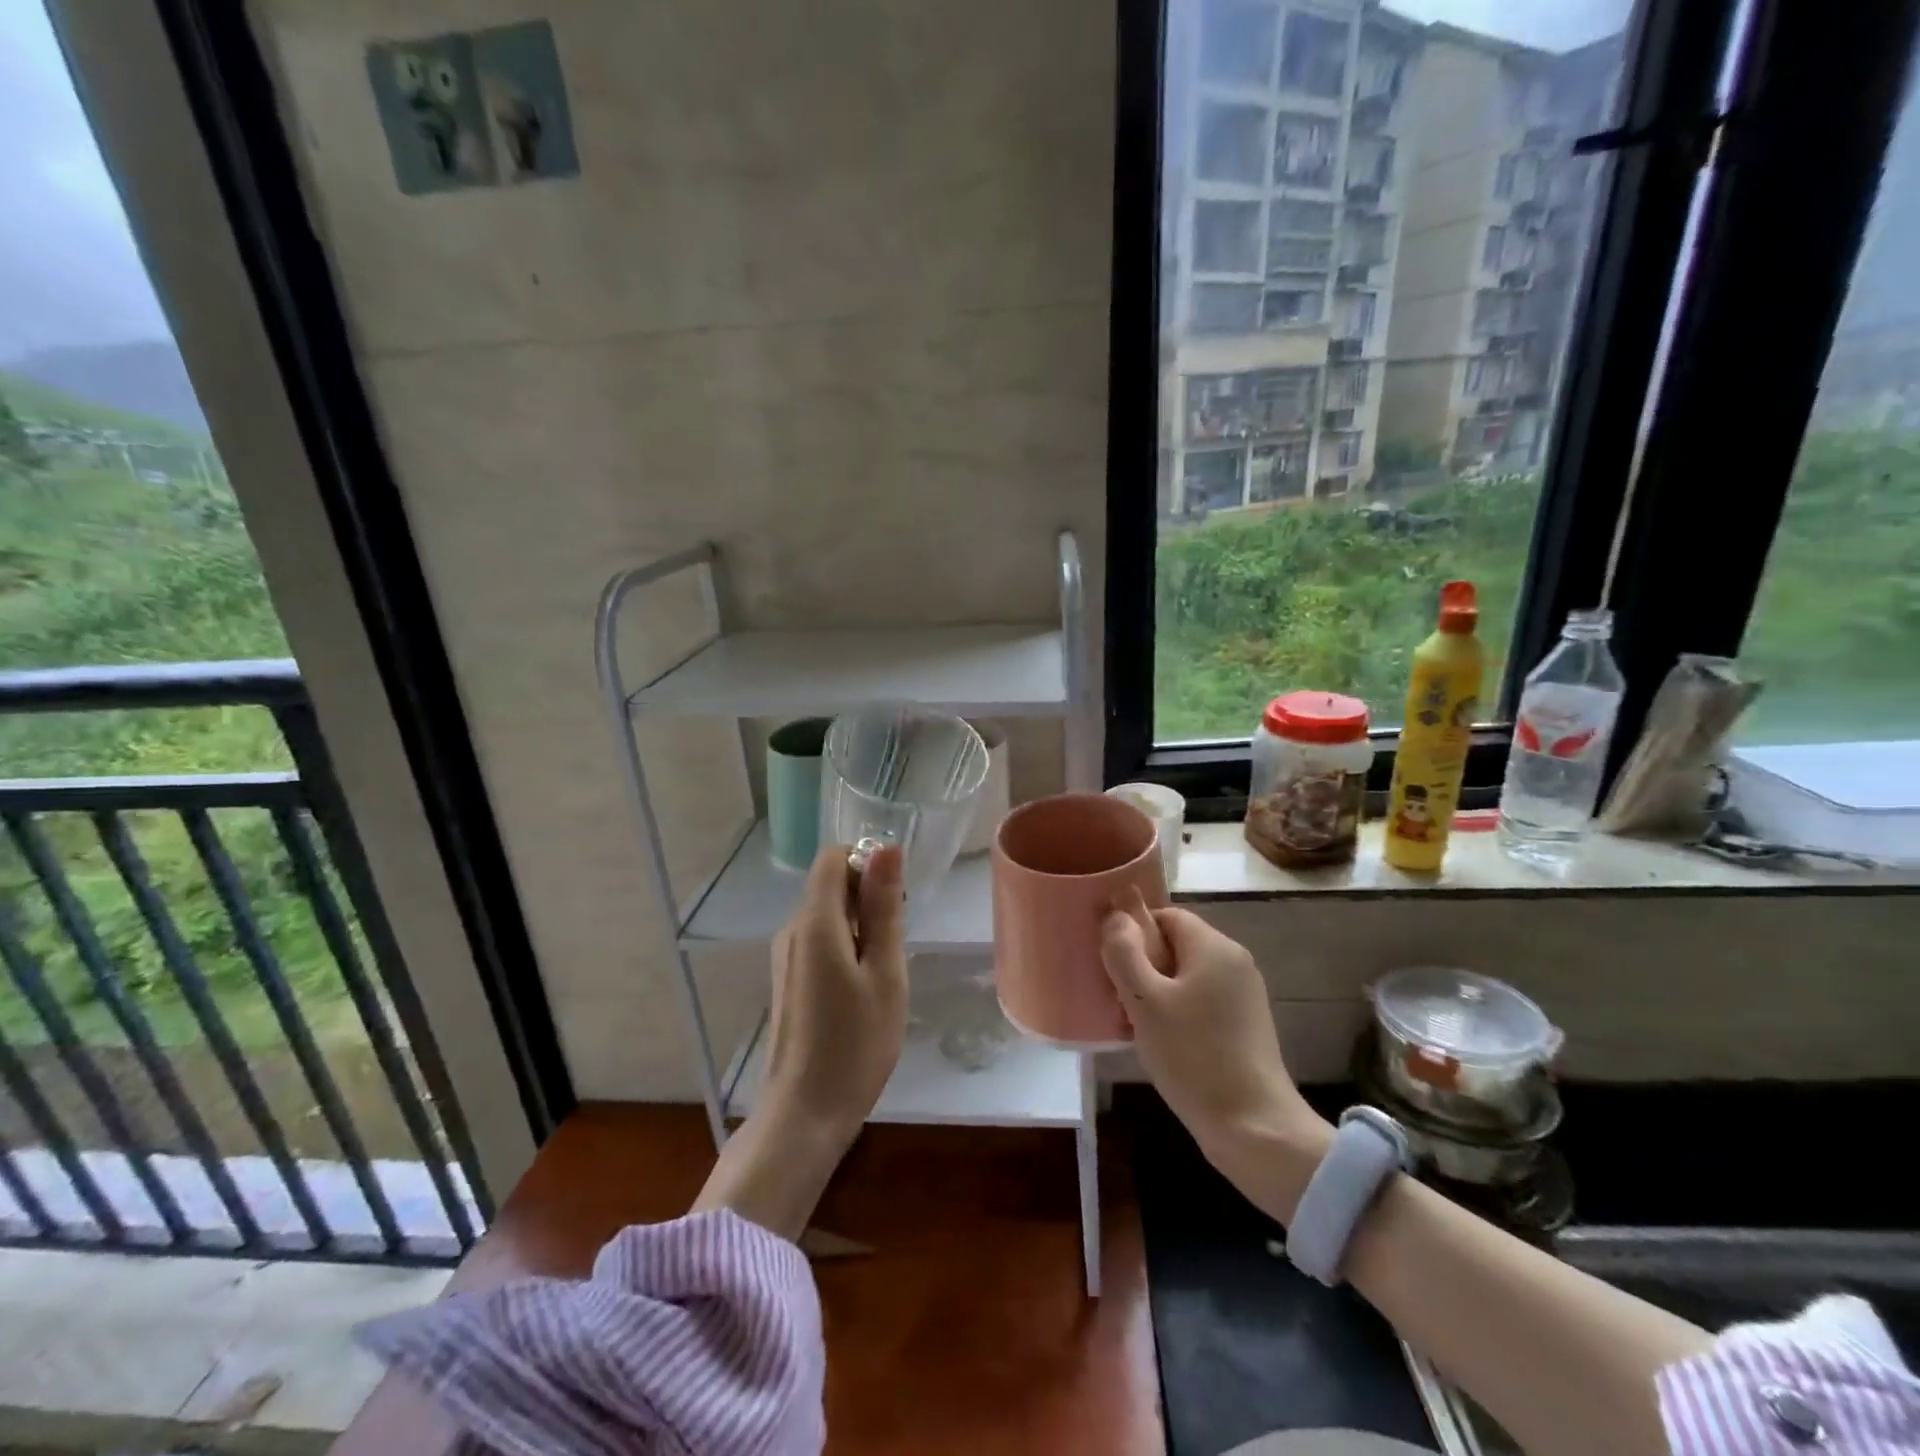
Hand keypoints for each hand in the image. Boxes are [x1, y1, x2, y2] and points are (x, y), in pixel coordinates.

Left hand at [761, 842, 908, 1144]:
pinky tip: (863, 990)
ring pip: (827, 915)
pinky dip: (846, 948)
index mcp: (814, 922)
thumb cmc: (855, 1043)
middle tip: (898, 944)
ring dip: (861, 926)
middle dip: (869, 898)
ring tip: (884, 973)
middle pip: (831, 885)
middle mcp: (792, 930)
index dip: (866, 862)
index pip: (832, 858)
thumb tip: (885, 847)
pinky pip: (820, 942)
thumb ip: (884, 908)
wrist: (804, 1115)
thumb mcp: (884, 973)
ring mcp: (785, 957)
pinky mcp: (788, 980)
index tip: (897, 898)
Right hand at [1100, 905, 1329, 1181]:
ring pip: (1185, 976)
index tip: (1113, 967)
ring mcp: (1244, 995)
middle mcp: (1235, 962)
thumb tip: (1115, 916)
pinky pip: (1201, 1001)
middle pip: (1175, 946)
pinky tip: (1160, 1044)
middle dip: (1142, 967)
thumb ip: (1124, 953)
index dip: (1134, 934)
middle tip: (1119, 1001)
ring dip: (1155, 994)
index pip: (1166, 916)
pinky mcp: (1245, 1025)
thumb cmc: (1193, 1056)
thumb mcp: (1145, 1002)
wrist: (1254, 1128)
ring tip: (1134, 1027)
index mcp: (1214, 947)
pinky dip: (1176, 1012)